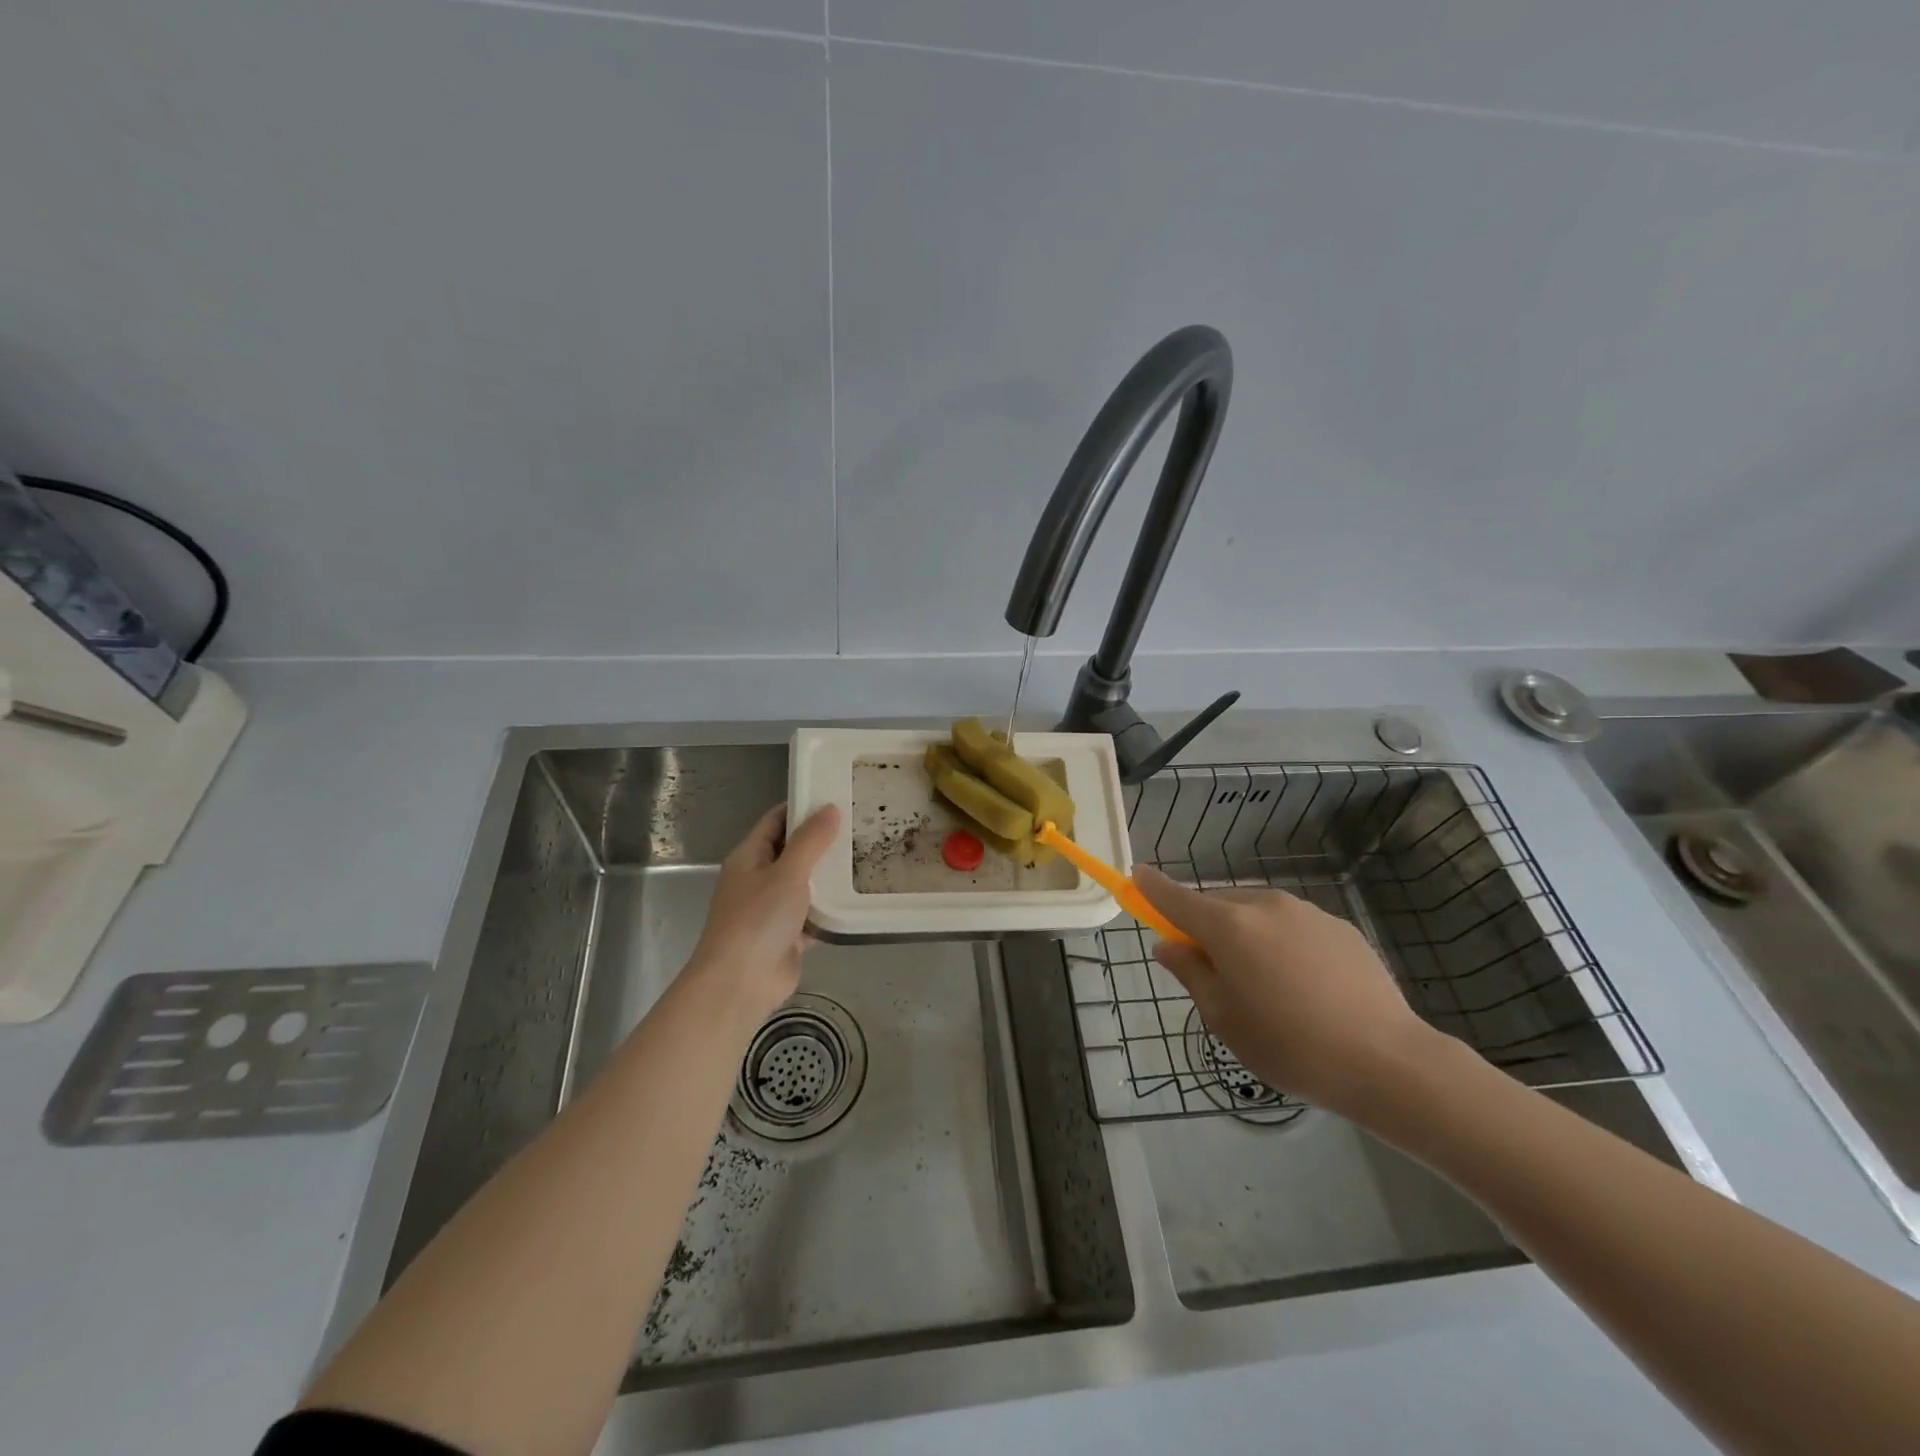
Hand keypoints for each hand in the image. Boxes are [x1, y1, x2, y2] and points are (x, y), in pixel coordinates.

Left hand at [686, 803, 839, 1027]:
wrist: (741, 983)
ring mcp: (772, 909)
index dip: (802, 806)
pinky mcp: (788, 936)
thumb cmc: (758, 920)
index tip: (835, 795)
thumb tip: (830, 808)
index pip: (776, 820)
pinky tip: (859, 897)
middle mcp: (758, 879)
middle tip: (860, 824)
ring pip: (805, 884)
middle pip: (792, 851)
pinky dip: (831, 908)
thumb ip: (811, 840)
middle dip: (822, 840)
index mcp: (749, 857)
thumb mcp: (788, 872)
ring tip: (867, 855)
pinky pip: (813, 914)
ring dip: (829, 875)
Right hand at [1134, 865, 1441, 1115]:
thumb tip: (1168, 945)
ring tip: (1263, 981)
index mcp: (1227, 926)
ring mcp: (1305, 911)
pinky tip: (1301, 983)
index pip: (1175, 897)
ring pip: (1255, 911)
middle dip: (1204, 923)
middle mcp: (1263, 905)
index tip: (1136, 876)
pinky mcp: (1338, 925)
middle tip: (1211, 967)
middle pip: (1217, 903)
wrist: (1386, 1060)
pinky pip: (1291, 924)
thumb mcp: (1224, 1018)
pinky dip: (1280, 940)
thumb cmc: (1290, 1045)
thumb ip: (1191, 973)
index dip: (1152, 887)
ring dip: (1243, 931)